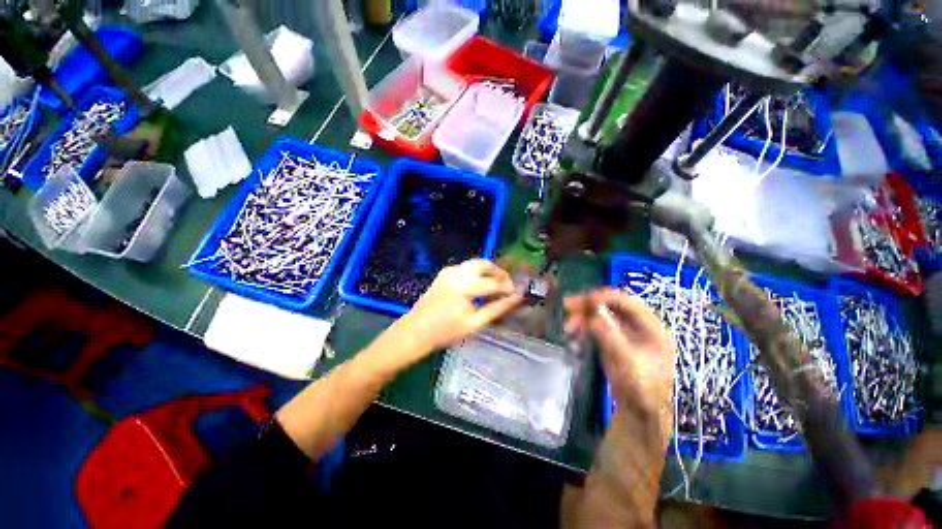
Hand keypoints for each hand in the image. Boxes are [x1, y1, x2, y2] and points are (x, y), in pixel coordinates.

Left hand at [400, 259, 524, 352]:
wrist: (416, 331)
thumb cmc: (446, 331)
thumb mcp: (475, 323)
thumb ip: (498, 308)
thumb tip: (516, 298)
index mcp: (465, 286)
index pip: (494, 282)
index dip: (507, 287)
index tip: (516, 294)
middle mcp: (457, 272)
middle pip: (485, 264)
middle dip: (499, 273)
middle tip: (507, 286)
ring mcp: (449, 270)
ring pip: (475, 263)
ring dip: (488, 271)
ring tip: (495, 286)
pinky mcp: (444, 273)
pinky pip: (466, 267)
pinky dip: (477, 272)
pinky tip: (479, 286)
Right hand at [564, 289, 674, 421]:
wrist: (638, 413)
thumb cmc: (640, 389)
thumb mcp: (627, 362)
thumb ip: (610, 336)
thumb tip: (593, 315)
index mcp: (652, 328)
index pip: (628, 302)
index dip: (605, 297)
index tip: (584, 299)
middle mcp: (639, 326)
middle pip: (612, 306)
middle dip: (589, 305)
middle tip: (567, 306)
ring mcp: (625, 334)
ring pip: (601, 316)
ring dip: (583, 317)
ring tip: (568, 327)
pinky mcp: (613, 341)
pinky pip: (596, 327)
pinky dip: (584, 327)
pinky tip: (573, 333)